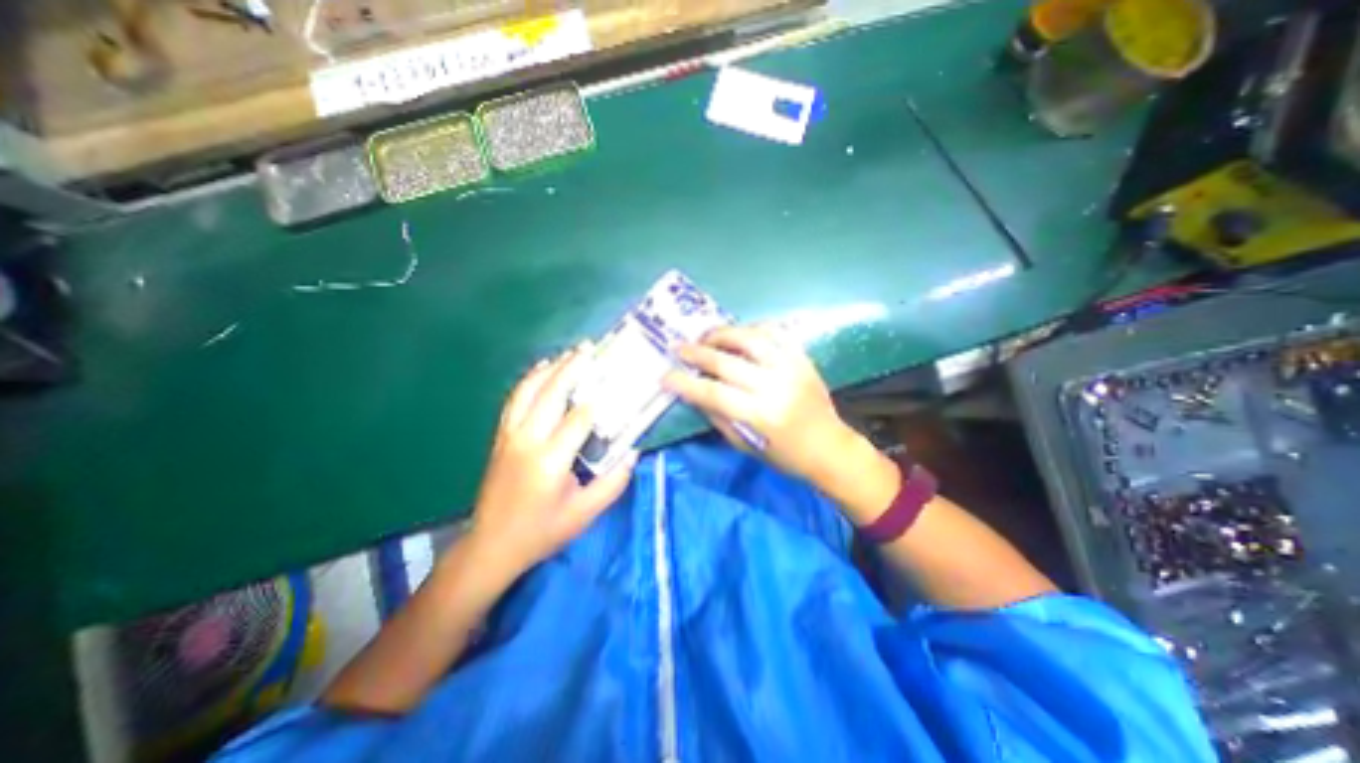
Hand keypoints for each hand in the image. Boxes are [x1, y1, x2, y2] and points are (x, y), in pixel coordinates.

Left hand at [468, 342, 638, 581]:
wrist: (491, 545)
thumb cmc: (542, 532)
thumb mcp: (585, 514)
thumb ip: (613, 483)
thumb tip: (633, 452)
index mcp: (549, 461)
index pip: (578, 419)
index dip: (598, 400)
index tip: (615, 382)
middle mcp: (526, 441)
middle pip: (550, 394)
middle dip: (571, 368)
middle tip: (589, 348)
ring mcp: (509, 436)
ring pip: (528, 391)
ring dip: (549, 369)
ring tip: (569, 354)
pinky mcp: (500, 437)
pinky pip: (514, 399)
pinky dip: (529, 380)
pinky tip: (541, 370)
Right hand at [666, 326, 864, 485]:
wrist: (829, 447)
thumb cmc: (784, 455)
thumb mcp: (745, 445)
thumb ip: (718, 417)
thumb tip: (694, 393)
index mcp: (759, 415)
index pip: (712, 393)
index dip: (684, 383)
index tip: (665, 376)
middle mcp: (774, 387)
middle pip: (726, 362)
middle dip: (696, 353)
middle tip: (678, 347)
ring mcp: (791, 368)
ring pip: (750, 339)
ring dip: (722, 334)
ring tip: (706, 336)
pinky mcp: (802, 358)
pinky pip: (775, 333)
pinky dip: (752, 328)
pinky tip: (737, 332)